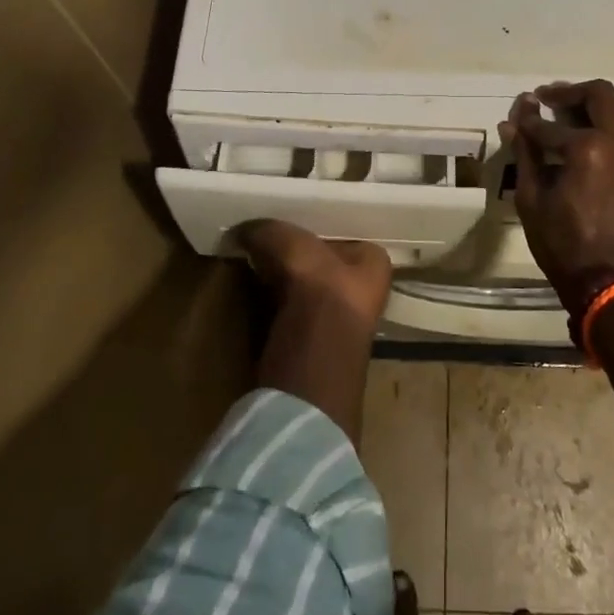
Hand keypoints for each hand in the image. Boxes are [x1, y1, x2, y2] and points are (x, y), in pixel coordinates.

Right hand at [239, 219, 393, 328]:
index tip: (271, 208)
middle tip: (249, 223)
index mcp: (373, 265)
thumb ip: (278, 235)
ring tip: (240, 243)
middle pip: (313, 251)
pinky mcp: (301, 340)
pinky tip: (242, 276)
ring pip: (293, 274)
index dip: (304, 216)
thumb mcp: (305, 264)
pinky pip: (278, 300)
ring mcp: (329, 316)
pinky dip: (261, 288)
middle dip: (283, 240)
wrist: (306, 405)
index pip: (334, 225)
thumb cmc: (322, 323)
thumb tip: (246, 227)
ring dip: (269, 263)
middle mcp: (357, 287)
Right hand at [498, 80, 613, 309]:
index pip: (549, 124)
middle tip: (548, 99)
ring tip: (572, 119)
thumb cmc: (564, 245)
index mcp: (588, 147)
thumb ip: (525, 155)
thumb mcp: (532, 200)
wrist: (613, 286)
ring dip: (597, 108)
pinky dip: (609, 134)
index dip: (528, 119)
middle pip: (601, 95)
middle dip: (570, 92)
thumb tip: (513, 123)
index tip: (517, 114)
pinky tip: (589, 153)